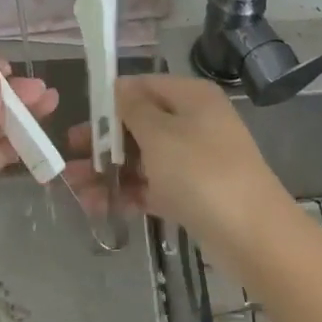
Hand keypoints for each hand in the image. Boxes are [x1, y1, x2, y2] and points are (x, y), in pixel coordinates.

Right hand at [64, 74, 288, 251]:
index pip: (142, 86)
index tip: (80, 119)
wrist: (254, 236)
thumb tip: (118, 85)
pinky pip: (153, 186)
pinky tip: (98, 206)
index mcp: (190, 97)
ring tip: (75, 190)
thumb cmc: (201, 172)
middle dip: (102, 142)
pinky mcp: (193, 194)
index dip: (109, 101)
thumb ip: (132, 109)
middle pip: (139, 125)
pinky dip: (128, 193)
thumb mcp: (160, 134)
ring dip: (109, 171)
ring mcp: (194, 160)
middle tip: (68, 158)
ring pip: (143, 159)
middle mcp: (193, 122)